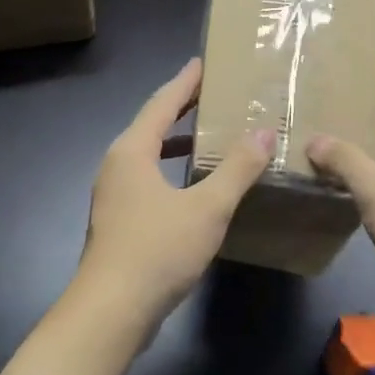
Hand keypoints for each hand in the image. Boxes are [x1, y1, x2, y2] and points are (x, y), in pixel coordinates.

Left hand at [76, 58, 273, 335]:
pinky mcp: (119, 221)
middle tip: (213, 95)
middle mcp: (117, 166)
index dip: (185, 82)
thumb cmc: (157, 250)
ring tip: (208, 136)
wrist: (111, 311)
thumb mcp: (207, 207)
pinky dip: (171, 171)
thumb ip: (237, 169)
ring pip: (148, 156)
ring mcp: (114, 195)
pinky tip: (194, 187)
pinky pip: (148, 180)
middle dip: (181, 109)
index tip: (204, 63)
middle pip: (151, 126)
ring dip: (176, 143)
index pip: (162, 103)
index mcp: (132, 151)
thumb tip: (263, 132)